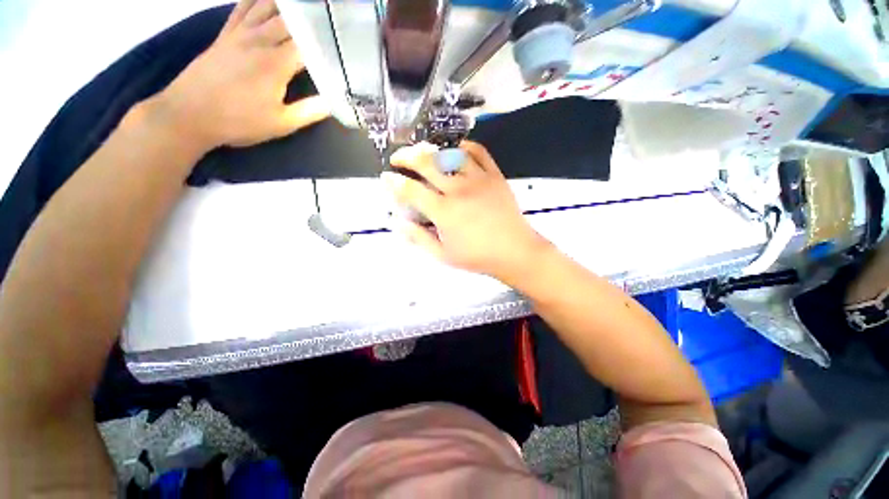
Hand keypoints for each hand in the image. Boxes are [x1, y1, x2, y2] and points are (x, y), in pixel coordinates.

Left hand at [149, 0, 329, 150]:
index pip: (308, 44)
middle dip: (311, 15)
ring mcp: (240, 33)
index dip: (326, 41)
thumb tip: (333, 101)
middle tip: (327, 13)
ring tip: (304, 3)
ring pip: (266, 5)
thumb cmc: (239, 121)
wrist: (189, 114)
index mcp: (276, 63)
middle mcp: (259, 40)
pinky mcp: (226, 33)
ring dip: (286, 3)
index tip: (340, 42)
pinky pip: (242, 7)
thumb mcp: (281, 124)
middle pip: (290, 19)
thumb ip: (309, 111)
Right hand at [382, 141, 549, 281]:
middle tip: (398, 158)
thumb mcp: (443, 254)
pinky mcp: (494, 175)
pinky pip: (479, 152)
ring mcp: (478, 179)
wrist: (514, 251)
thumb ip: (418, 238)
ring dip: (432, 149)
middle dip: (406, 156)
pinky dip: (465, 147)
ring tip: (424, 152)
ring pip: (450, 154)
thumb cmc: (477, 256)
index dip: (394, 182)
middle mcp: (458, 190)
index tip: (386, 177)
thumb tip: (398, 223)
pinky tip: (456, 150)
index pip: (411, 190)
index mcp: (443, 211)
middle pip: (426, 162)